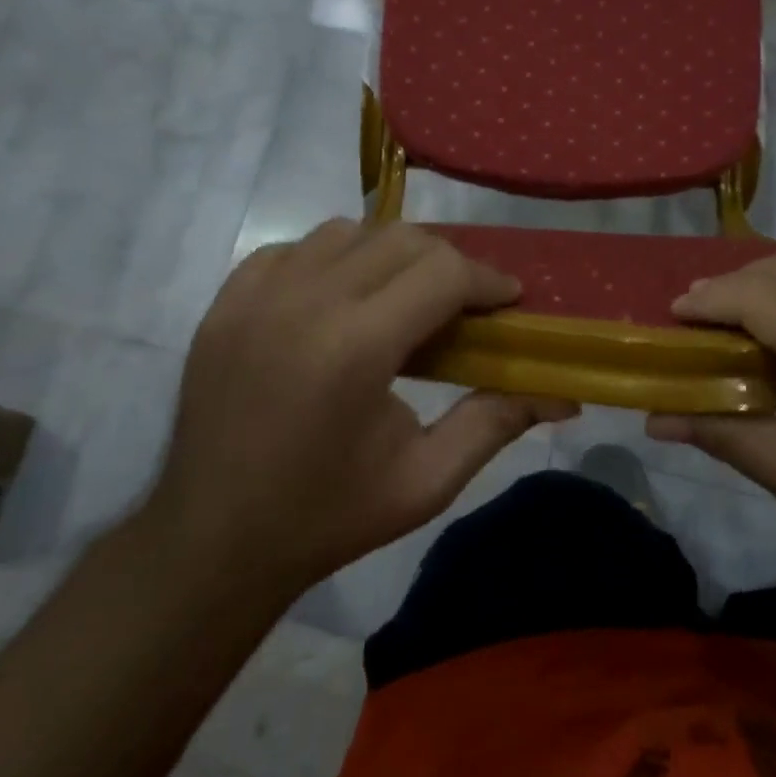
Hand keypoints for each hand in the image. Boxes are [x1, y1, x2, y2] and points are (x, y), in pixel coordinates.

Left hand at [144, 220, 576, 598]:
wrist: (212, 543)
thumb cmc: (329, 517)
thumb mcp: (427, 480)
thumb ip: (496, 421)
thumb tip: (564, 394)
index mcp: (355, 349)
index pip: (443, 272)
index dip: (487, 280)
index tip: (508, 301)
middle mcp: (304, 304)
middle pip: (402, 239)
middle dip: (449, 263)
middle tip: (465, 304)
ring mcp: (255, 298)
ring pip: (348, 232)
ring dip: (391, 255)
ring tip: (403, 299)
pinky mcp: (225, 303)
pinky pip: (295, 249)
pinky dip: (332, 260)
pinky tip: (340, 300)